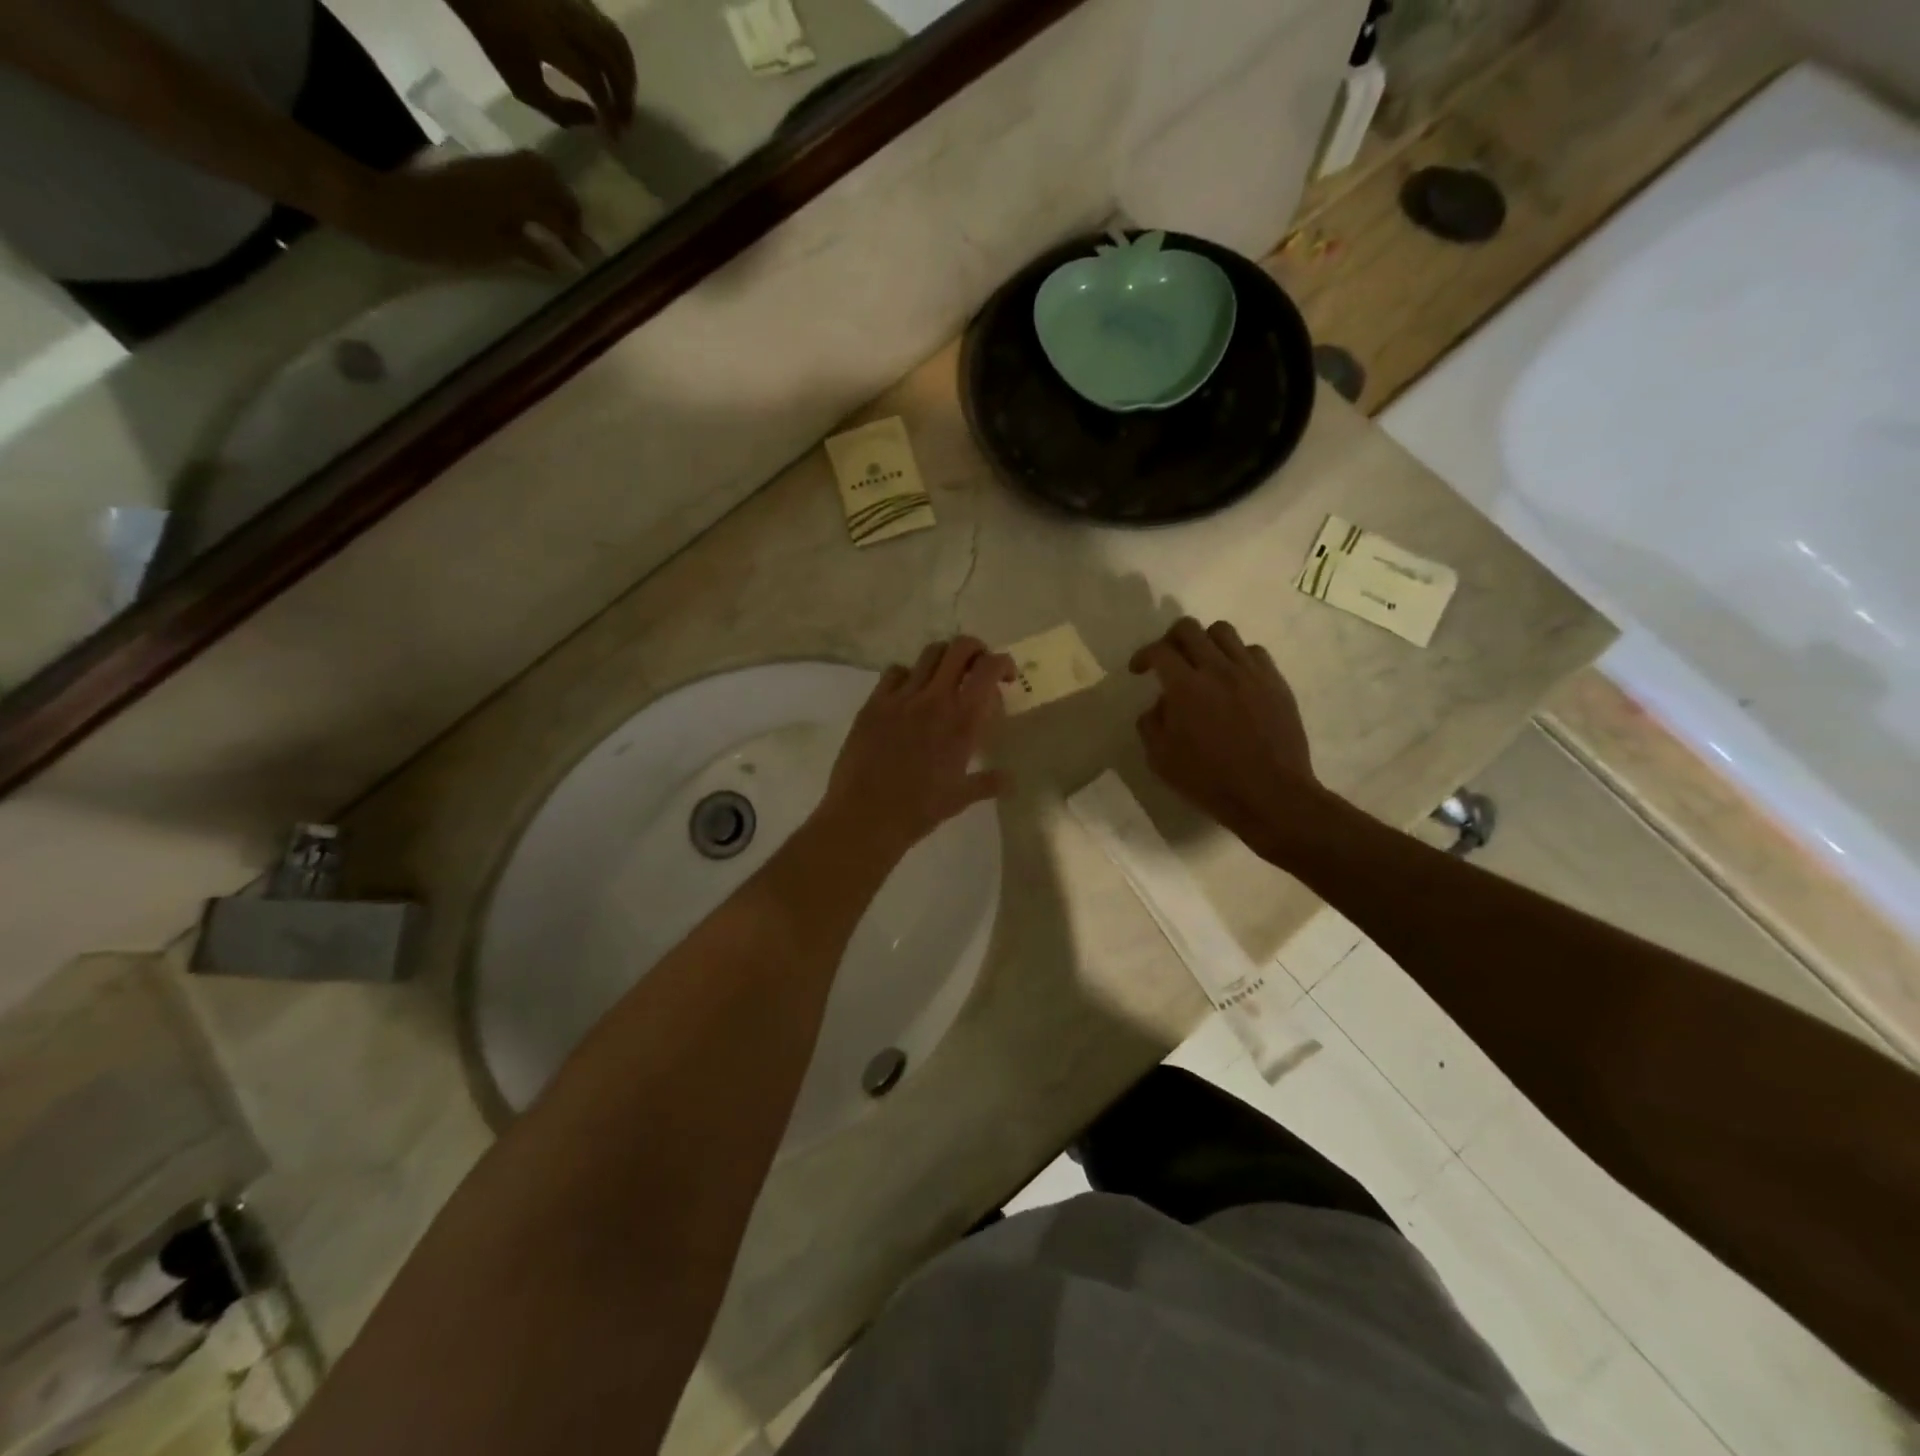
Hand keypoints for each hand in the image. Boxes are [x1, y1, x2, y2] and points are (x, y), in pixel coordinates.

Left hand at [340, 153, 589, 270]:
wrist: (381, 208)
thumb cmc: (441, 235)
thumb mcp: (493, 251)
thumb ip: (531, 252)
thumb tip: (564, 262)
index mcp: (513, 191)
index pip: (558, 207)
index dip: (577, 233)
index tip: (588, 258)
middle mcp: (502, 173)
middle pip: (545, 176)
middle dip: (565, 205)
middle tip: (574, 237)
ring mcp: (484, 170)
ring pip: (529, 173)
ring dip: (547, 199)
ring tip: (555, 232)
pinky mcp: (469, 176)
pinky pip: (511, 179)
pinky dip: (528, 198)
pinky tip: (529, 223)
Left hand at [453, 0, 636, 134]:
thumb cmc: (496, 37)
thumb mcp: (522, 86)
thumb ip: (561, 111)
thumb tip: (594, 119)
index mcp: (551, 41)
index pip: (594, 83)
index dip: (609, 112)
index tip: (614, 135)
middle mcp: (569, 20)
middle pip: (613, 62)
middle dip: (625, 96)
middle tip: (626, 121)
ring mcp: (575, 4)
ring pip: (617, 42)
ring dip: (627, 75)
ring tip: (625, 98)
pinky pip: (608, 28)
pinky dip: (618, 54)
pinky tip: (616, 72)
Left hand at [818, 638, 1015, 861]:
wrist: (865, 817)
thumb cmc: (918, 810)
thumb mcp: (960, 798)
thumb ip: (988, 783)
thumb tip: (1011, 780)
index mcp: (962, 721)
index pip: (988, 669)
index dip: (1002, 663)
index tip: (1005, 677)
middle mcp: (934, 699)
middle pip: (959, 647)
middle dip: (975, 649)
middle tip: (978, 668)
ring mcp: (901, 698)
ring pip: (928, 654)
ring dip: (944, 659)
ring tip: (945, 678)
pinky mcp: (874, 704)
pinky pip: (895, 672)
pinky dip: (909, 675)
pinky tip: (909, 694)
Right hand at [1131, 618, 1324, 857]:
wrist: (1270, 794)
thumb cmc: (1209, 781)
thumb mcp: (1161, 759)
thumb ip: (1151, 723)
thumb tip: (1159, 703)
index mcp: (1185, 688)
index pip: (1159, 651)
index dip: (1143, 655)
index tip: (1138, 670)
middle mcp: (1218, 669)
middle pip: (1189, 628)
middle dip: (1170, 639)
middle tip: (1168, 659)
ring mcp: (1251, 673)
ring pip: (1223, 631)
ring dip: (1205, 642)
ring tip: (1203, 664)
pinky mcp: (1275, 682)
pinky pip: (1253, 651)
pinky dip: (1237, 657)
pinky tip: (1233, 679)